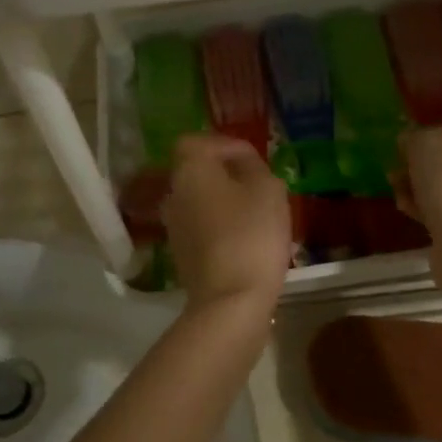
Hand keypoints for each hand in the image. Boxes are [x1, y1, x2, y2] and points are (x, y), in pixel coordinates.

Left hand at [163, 134, 291, 311]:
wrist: (230, 300)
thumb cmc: (251, 234)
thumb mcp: (268, 189)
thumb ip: (254, 166)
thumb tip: (243, 162)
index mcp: (190, 170)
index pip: (196, 141)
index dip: (225, 145)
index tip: (253, 159)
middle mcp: (174, 194)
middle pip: (197, 171)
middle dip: (227, 174)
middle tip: (260, 185)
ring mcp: (174, 227)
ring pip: (200, 200)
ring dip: (226, 201)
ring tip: (258, 213)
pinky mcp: (182, 254)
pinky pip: (202, 226)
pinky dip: (221, 225)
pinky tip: (248, 239)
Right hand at [396, 124, 441, 247]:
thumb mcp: (426, 143)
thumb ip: (415, 136)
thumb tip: (410, 141)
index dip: (427, 132)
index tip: (404, 144)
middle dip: (418, 163)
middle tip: (397, 168)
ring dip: (416, 185)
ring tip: (395, 189)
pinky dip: (423, 207)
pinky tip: (404, 208)